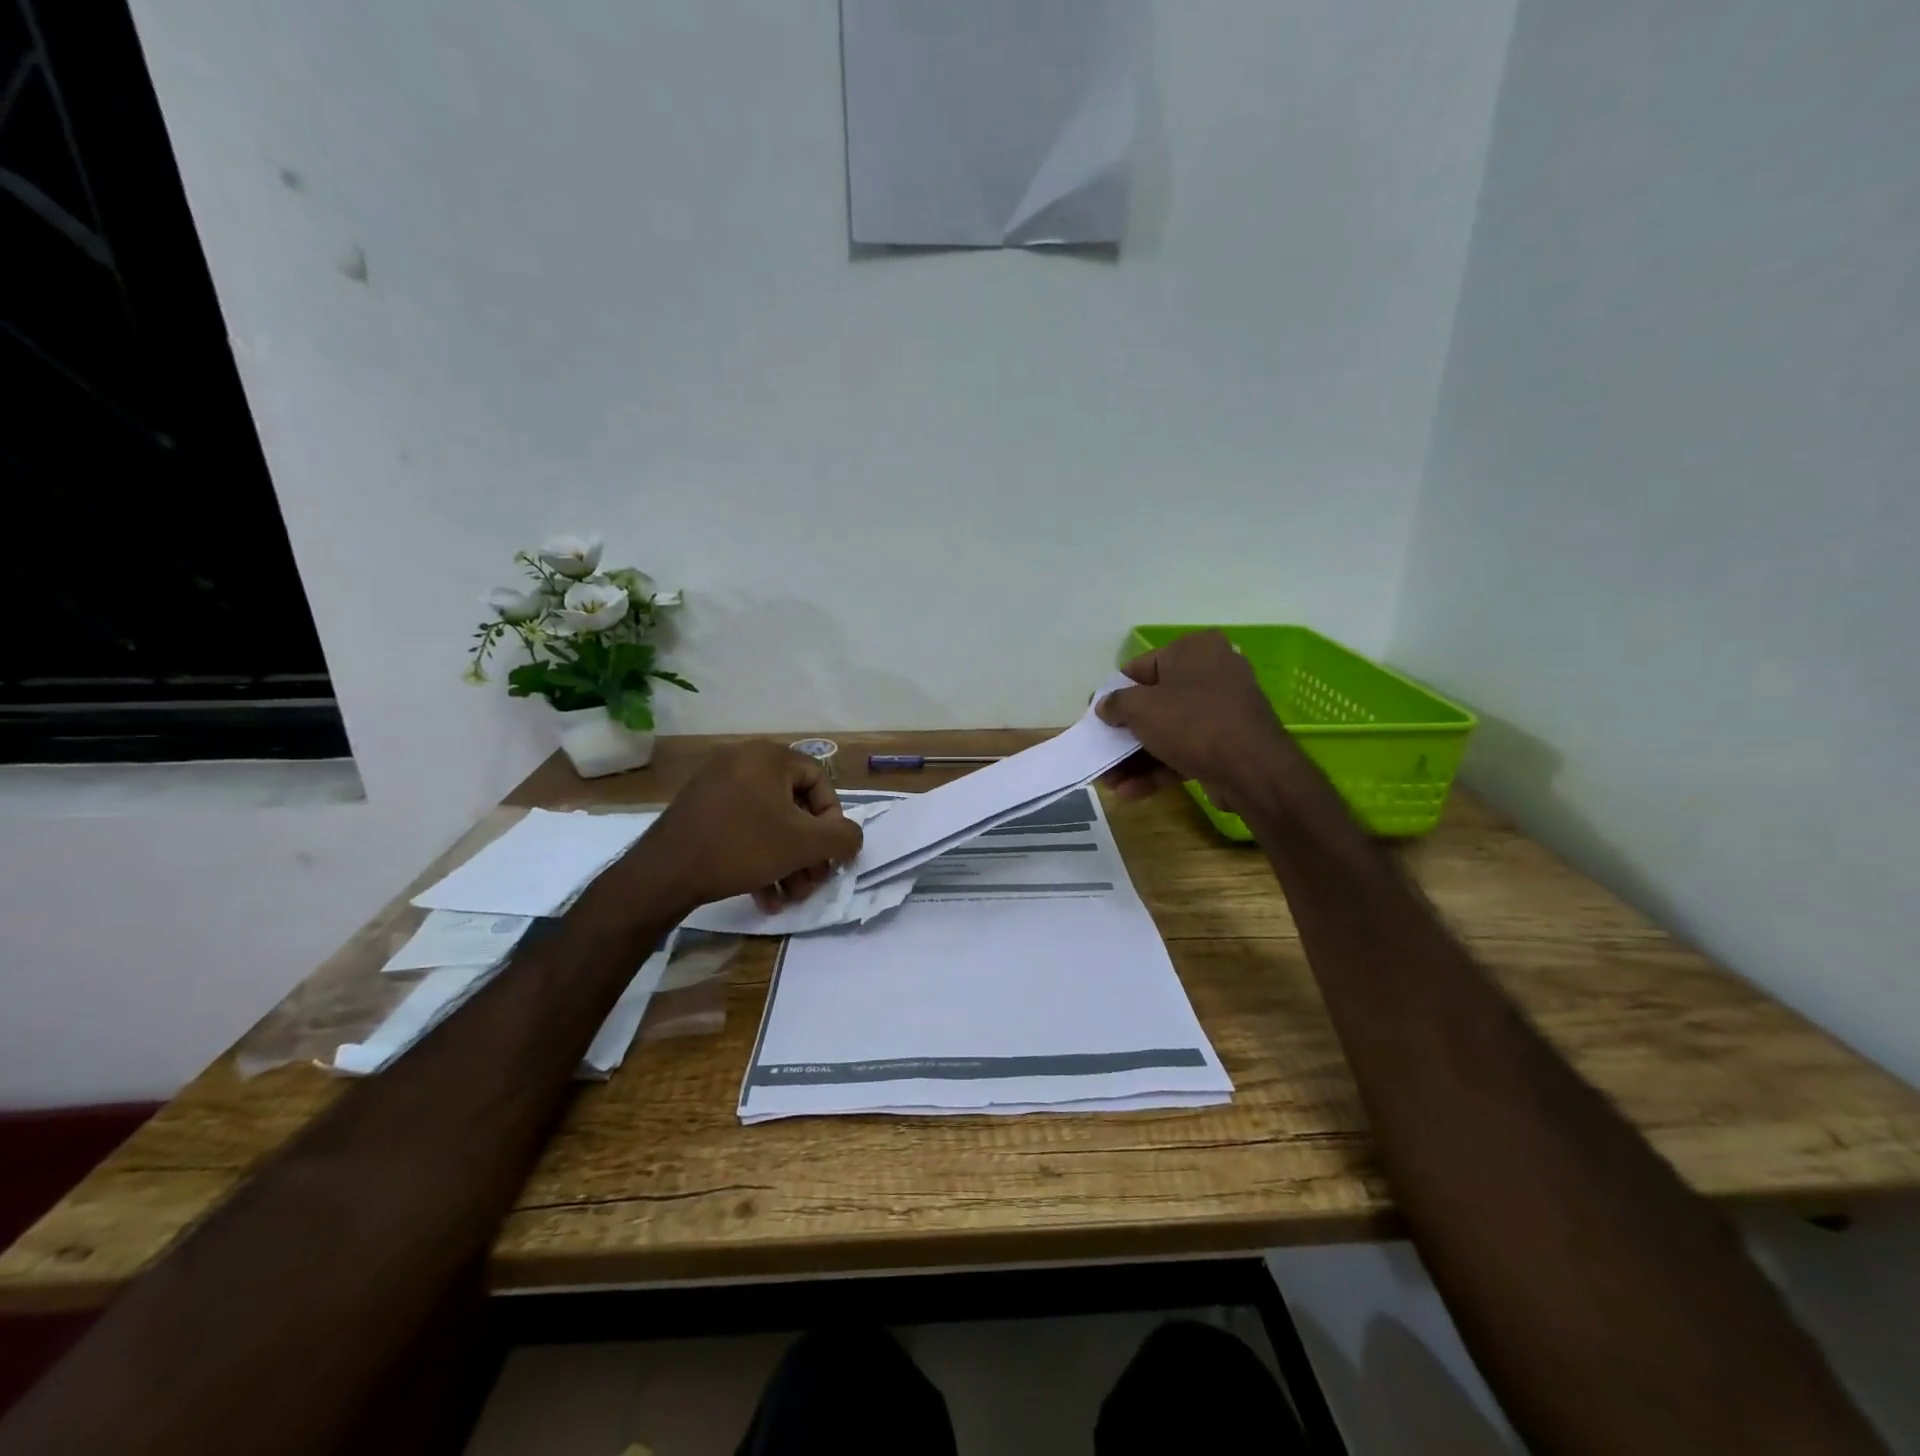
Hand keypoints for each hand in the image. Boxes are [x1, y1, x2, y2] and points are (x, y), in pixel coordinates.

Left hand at [622, 741, 863, 913]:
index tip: (829, 852)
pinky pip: (742, 830)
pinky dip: (759, 859)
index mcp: (768, 757)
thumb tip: (852, 838)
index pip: (819, 780)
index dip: (832, 819)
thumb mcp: (804, 844)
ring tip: (791, 896)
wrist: (664, 873)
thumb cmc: (742, 847)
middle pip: (794, 806)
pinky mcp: (699, 812)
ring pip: (768, 824)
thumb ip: (842, 838)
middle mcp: (742, 762)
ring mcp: (716, 786)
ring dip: (787, 861)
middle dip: (808, 850)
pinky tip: (765, 897)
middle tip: (812, 881)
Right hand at [1096, 631, 1291, 807]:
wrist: (1251, 768)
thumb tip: (1104, 706)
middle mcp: (1213, 672)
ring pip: (1169, 731)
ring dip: (1137, 757)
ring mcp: (1223, 710)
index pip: (1140, 668)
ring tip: (1109, 781)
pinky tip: (1131, 792)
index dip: (1114, 694)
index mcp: (1194, 649)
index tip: (1098, 717)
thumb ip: (1115, 704)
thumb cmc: (1191, 721)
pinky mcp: (1228, 743)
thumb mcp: (1140, 708)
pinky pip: (1185, 751)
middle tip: (1102, 751)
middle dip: (1125, 733)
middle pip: (1155, 703)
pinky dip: (1159, 769)